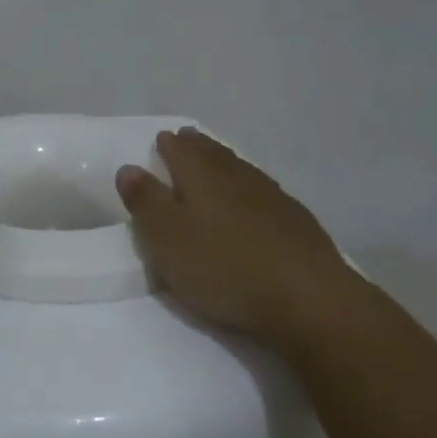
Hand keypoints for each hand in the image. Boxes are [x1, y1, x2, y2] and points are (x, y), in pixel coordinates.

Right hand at [116, 128, 357, 345]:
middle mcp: (239, 179)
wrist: (307, 299)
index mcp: (204, 178)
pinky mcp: (296, 223)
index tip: (161, 138)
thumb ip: (146, 202)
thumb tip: (129, 167)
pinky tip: (251, 198)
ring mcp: (273, 199)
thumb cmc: (224, 268)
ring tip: (214, 162)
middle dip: (197, 146)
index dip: (169, 145)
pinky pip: (262, 192)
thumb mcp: (167, 240)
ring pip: (241, 170)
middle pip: (214, 155)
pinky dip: (248, 187)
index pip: (182, 152)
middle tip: (186, 139)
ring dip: (224, 162)